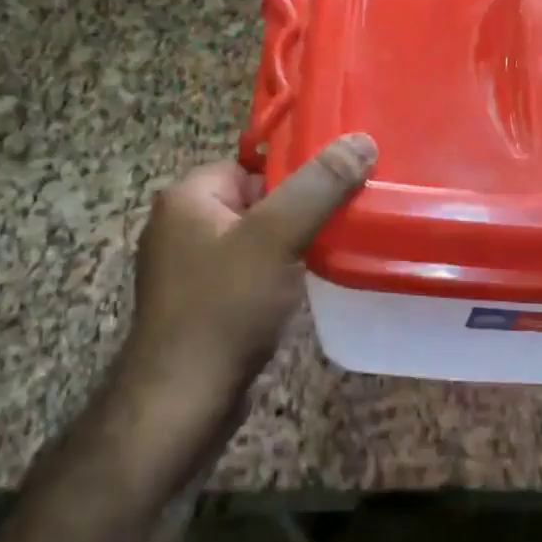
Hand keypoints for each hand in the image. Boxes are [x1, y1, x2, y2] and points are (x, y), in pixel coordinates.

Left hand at [111, 134, 376, 490]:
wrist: (183, 401)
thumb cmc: (225, 308)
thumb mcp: (277, 237)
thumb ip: (319, 186)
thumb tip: (361, 140)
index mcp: (188, 197)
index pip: (254, 164)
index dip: (298, 175)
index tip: (342, 188)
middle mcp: (180, 225)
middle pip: (258, 201)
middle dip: (299, 213)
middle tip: (344, 222)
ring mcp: (188, 268)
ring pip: (255, 240)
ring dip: (291, 246)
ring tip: (332, 253)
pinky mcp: (200, 304)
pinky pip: (247, 273)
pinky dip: (275, 276)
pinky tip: (302, 289)